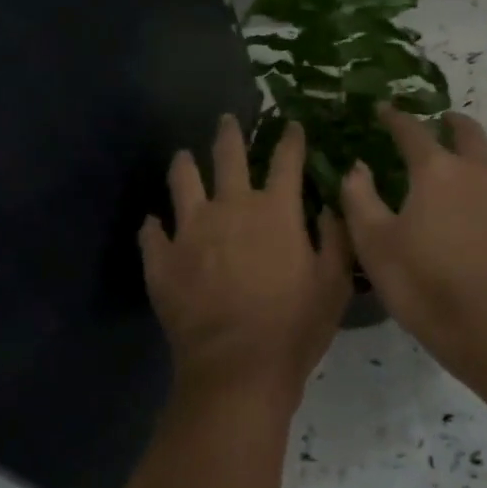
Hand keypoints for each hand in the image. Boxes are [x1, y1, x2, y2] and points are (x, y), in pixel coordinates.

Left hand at [141, 115, 351, 413]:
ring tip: (183, 156)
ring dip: (184, 164)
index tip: (291, 124)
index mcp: (275, 210)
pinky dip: (154, 225)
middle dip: (230, 133)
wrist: (238, 368)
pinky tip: (154, 223)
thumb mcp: (334, 282)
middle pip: (228, 156)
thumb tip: (328, 206)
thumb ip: (334, 237)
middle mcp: (230, 207)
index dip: (290, 138)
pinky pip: (151, 232)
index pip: (286, 159)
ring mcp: (190, 230)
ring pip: (182, 181)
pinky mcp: (162, 259)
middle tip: (227, 119)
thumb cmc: (295, 326)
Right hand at [341, 109, 486, 367]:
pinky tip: (480, 193)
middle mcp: (476, 169)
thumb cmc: (426, 283)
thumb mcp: (375, 245)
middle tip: (435, 122)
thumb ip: (359, 199)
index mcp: (437, 169)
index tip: (383, 109)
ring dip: (475, 144)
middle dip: (448, 122)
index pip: (412, 130)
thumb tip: (357, 167)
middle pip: (465, 131)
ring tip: (462, 152)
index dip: (395, 117)